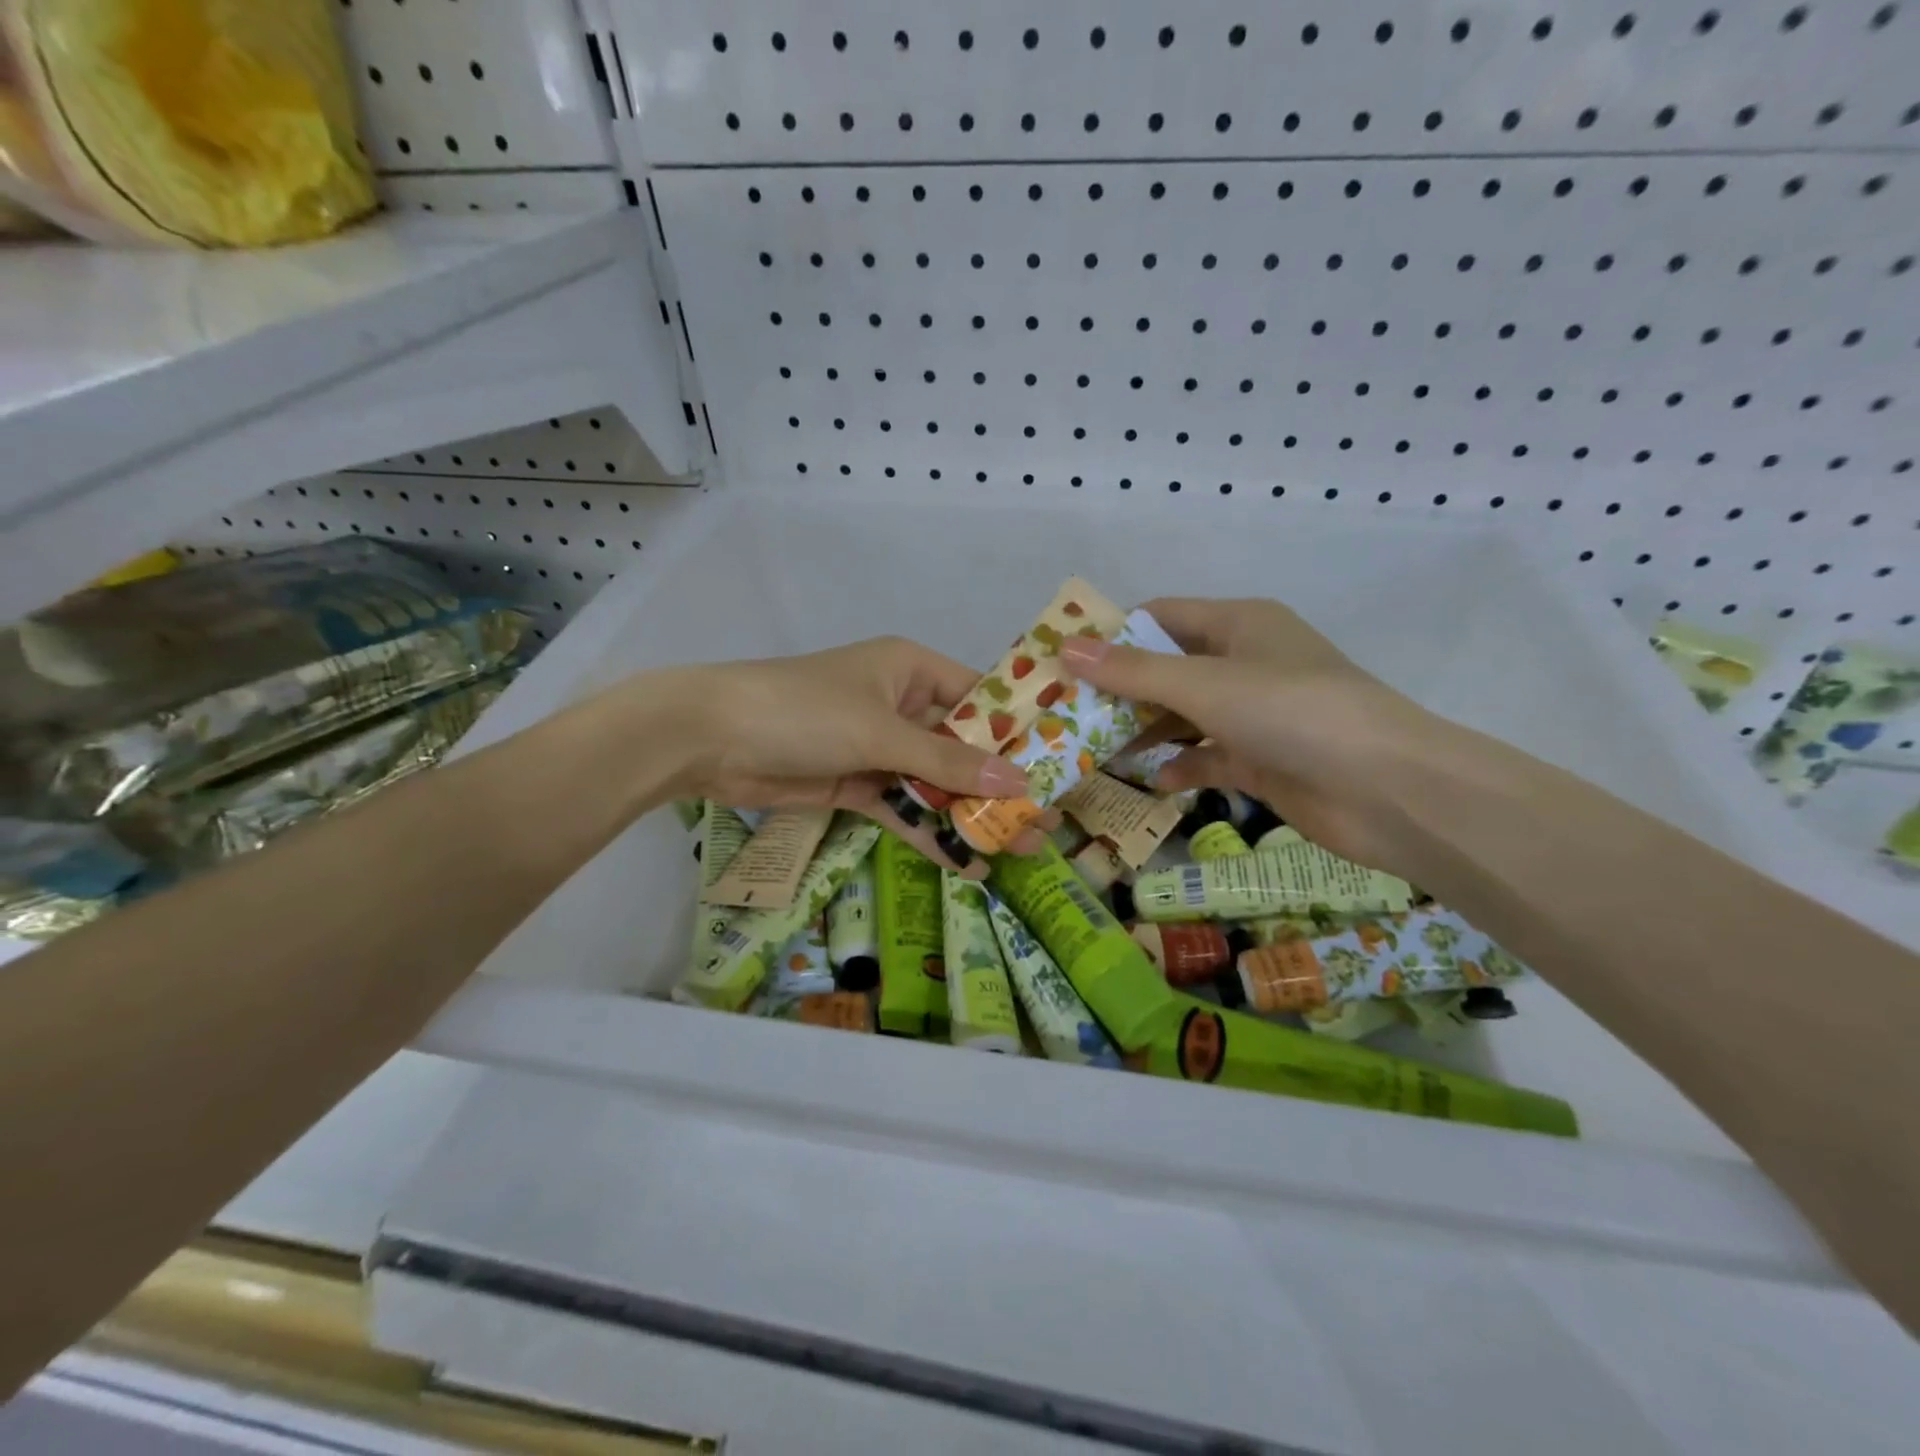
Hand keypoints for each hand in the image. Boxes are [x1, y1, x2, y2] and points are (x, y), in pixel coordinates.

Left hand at [672, 637, 1031, 871]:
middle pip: (960, 746)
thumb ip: (947, 762)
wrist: (709, 740)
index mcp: (910, 670)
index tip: (1056, 766)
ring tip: (1017, 847)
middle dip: (998, 783)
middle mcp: (899, 705)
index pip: (978, 697)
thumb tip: (1018, 783)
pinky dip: (928, 830)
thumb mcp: (880, 732)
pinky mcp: (855, 783)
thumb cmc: (804, 711)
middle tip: (1043, 820)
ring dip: (968, 813)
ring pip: (934, 782)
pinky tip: (965, 860)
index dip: (1017, 731)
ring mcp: (877, 747)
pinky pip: (902, 806)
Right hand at [1060, 598, 1437, 871]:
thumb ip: (1133, 671)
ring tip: (1091, 750)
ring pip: (1183, 716)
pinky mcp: (1261, 761)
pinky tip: (1153, 780)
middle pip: (1167, 668)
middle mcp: (1245, 662)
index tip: (1063, 662)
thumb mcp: (1204, 685)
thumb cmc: (1292, 714)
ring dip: (1144, 730)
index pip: (1160, 616)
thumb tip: (1066, 647)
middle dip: (1120, 690)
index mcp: (1238, 624)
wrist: (1387, 791)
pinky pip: (1207, 757)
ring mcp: (1254, 715)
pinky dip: (1181, 765)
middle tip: (1065, 714)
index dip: (1112, 634)